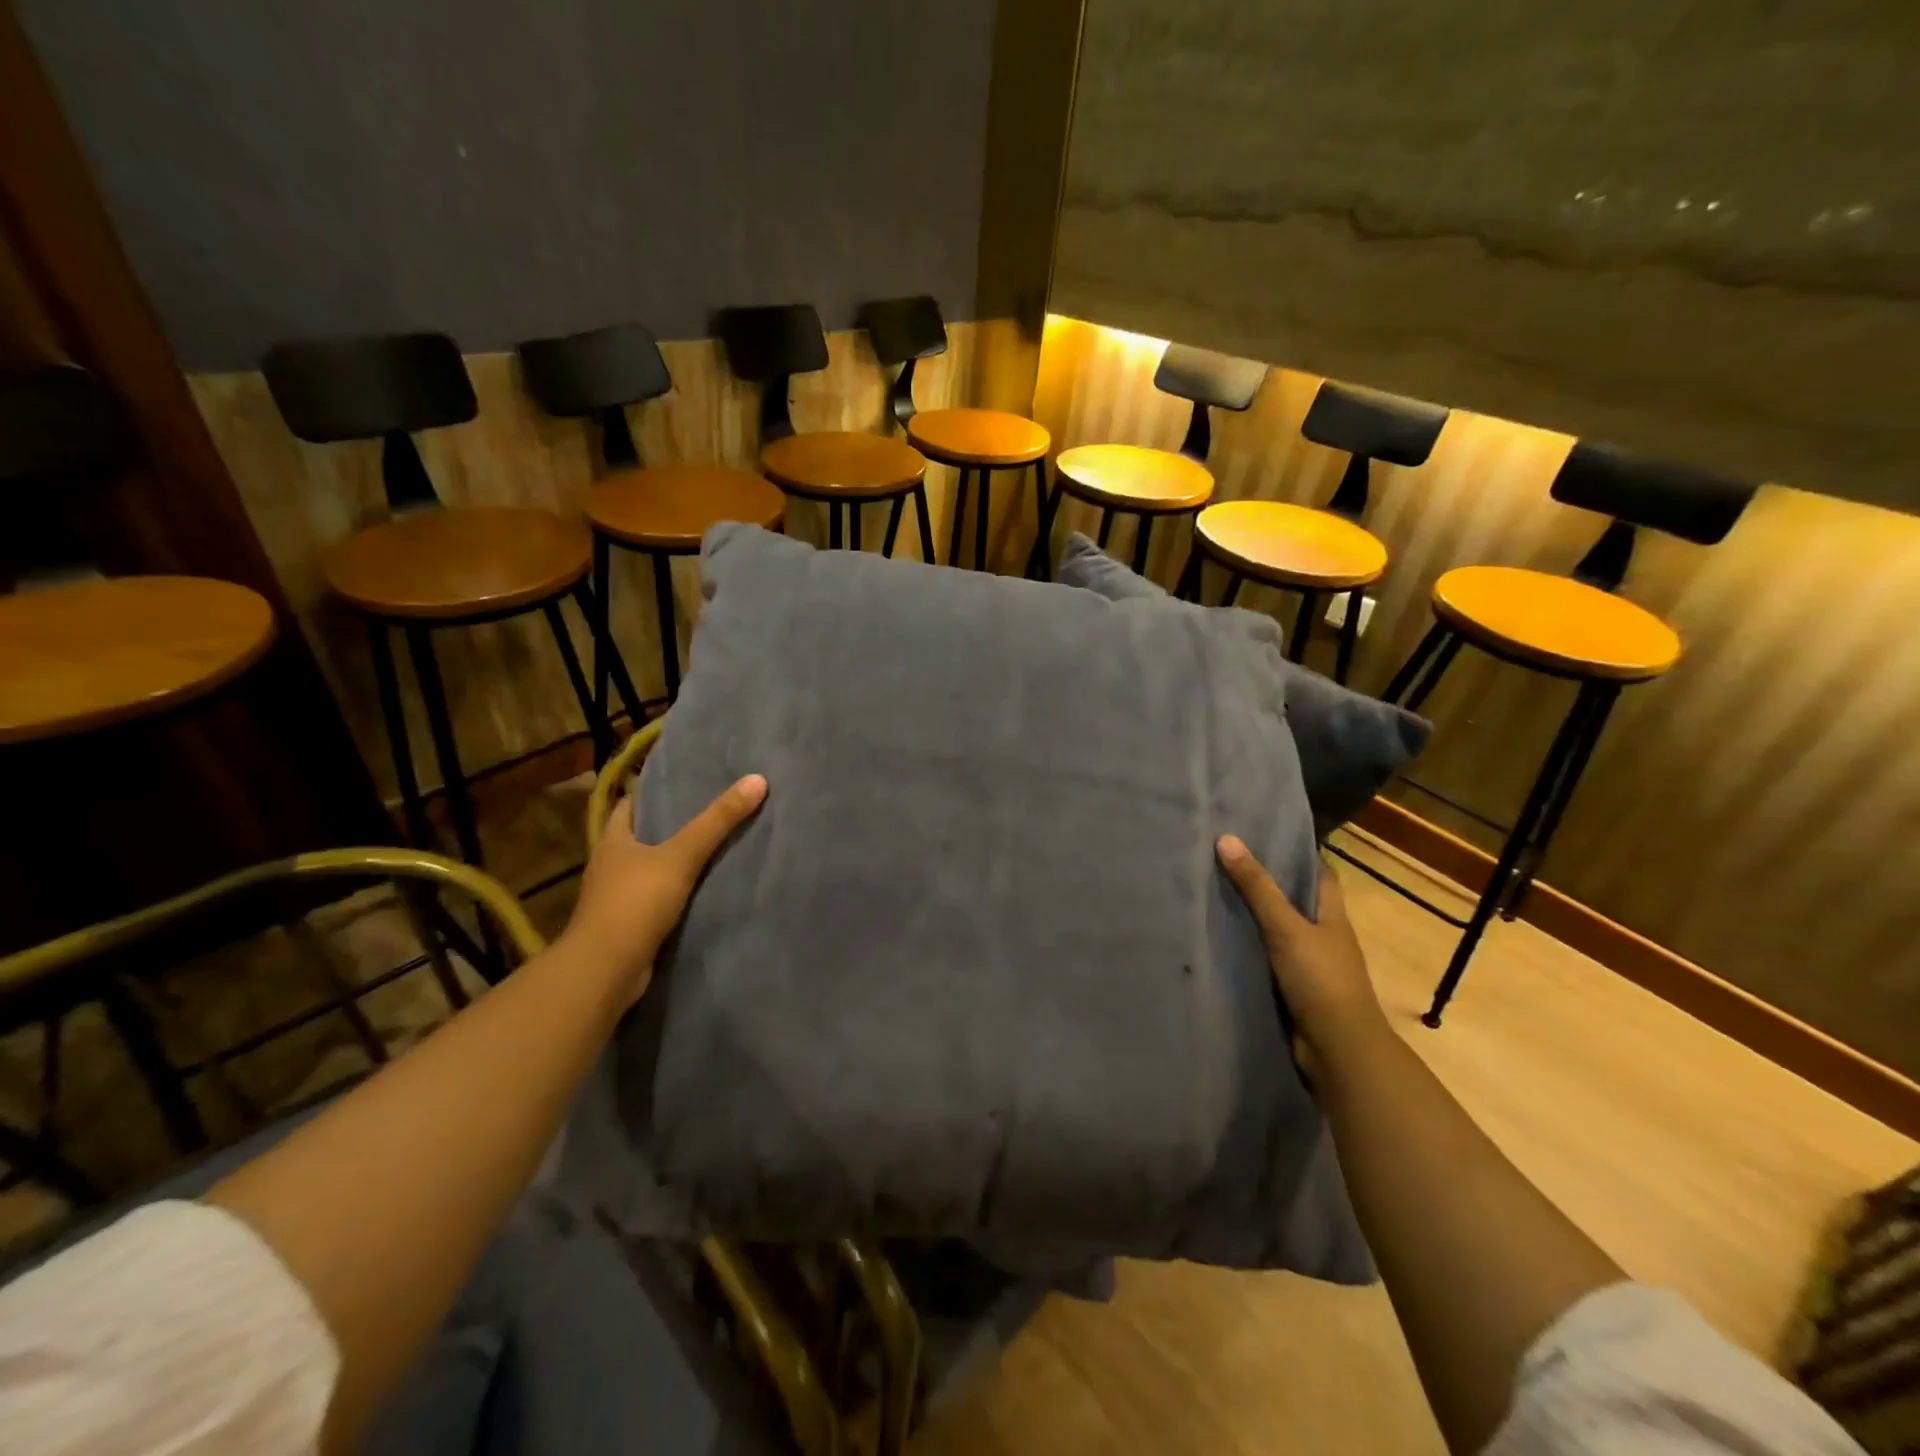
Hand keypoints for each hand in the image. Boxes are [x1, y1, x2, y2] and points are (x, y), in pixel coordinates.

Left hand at [562, 774, 767, 1001]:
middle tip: (708, 812)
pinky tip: (701, 891)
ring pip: (648, 870)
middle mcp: (609, 866)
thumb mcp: (682, 856)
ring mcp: (615, 899)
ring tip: (711, 849)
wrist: (606, 970)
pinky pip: (654, 901)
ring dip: (672, 863)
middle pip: (640, 837)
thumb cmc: (636, 902)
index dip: (652, 793)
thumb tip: (757, 779)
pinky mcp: (626, 926)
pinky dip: (674, 894)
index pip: (629, 805)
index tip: (682, 784)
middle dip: (668, 827)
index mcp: (613, 841)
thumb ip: (718, 821)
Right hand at [1216, 835, 1389, 1080]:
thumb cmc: (1320, 979)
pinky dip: (1251, 948)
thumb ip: (1257, 887)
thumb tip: (1226, 839)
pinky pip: (1269, 959)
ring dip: (1256, 918)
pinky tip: (1223, 939)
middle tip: (1228, 861)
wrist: (1338, 1050)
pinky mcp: (1295, 990)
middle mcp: (1325, 937)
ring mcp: (1311, 966)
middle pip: (1298, 902)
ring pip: (1281, 932)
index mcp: (1333, 916)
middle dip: (1270, 884)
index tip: (1266, 835)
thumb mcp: (1286, 927)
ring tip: (1216, 894)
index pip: (1320, 874)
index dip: (1299, 854)